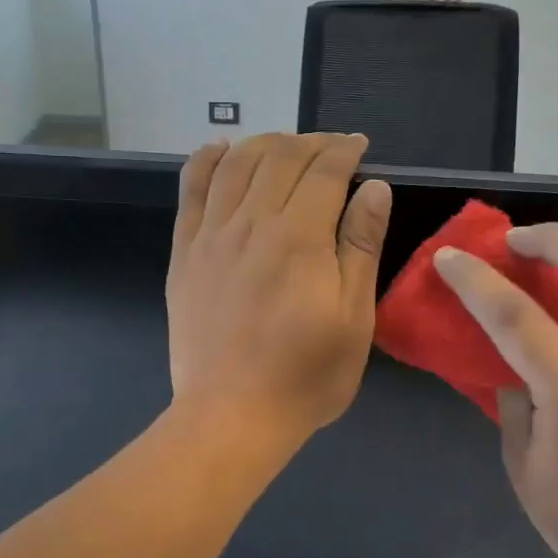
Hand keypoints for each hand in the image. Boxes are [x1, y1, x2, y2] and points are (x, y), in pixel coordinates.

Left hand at [167, 133, 391, 445]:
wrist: (232, 415)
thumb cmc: (305, 375)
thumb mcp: (353, 318)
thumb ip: (360, 247)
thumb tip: (373, 188)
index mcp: (299, 238)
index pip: (324, 170)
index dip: (344, 150)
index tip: (359, 147)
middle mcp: (251, 223)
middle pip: (280, 157)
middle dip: (311, 142)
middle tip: (331, 148)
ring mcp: (211, 235)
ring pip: (236, 164)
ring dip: (265, 143)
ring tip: (287, 146)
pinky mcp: (184, 252)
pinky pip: (191, 189)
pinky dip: (207, 160)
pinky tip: (221, 149)